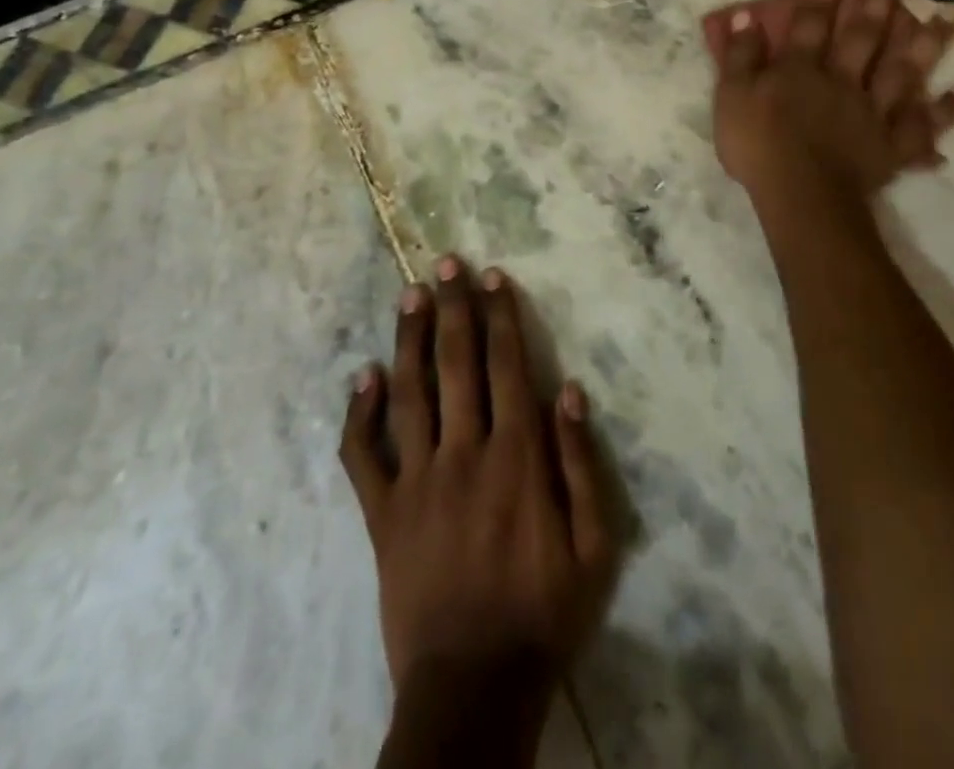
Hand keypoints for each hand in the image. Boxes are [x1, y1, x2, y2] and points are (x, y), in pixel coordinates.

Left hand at [339, 257, 618, 713]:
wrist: (473, 689)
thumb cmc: (544, 612)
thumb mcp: (595, 546)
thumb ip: (581, 463)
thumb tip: (568, 389)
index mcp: (517, 456)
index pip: (507, 366)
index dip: (500, 316)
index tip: (492, 277)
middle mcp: (465, 452)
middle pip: (457, 364)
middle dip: (453, 308)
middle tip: (445, 263)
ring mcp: (417, 481)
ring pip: (410, 393)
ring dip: (409, 339)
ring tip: (409, 294)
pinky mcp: (383, 514)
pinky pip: (363, 457)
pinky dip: (359, 415)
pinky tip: (362, 375)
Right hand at [711, 0, 953, 196]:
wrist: (800, 196)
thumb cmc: (758, 146)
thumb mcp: (731, 97)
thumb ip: (739, 56)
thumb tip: (744, 16)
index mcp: (802, 69)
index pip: (813, 22)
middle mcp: (843, 80)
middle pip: (863, 35)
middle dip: (879, 0)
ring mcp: (873, 111)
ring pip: (904, 70)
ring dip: (928, 40)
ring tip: (950, 12)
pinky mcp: (892, 145)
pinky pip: (923, 125)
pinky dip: (946, 110)